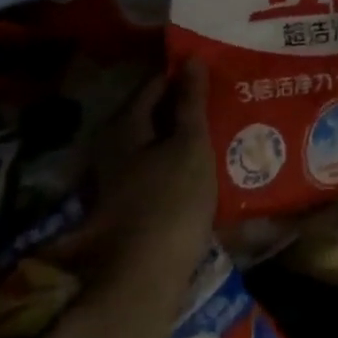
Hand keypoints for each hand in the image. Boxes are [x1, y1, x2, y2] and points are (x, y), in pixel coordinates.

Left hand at [43, 64, 216, 337]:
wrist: (145, 278)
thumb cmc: (172, 201)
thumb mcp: (190, 144)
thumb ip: (191, 101)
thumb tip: (190, 59)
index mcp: (125, 124)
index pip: (155, 82)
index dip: (185, 73)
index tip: (216, 69)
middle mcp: (113, 145)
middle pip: (153, 111)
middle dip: (185, 101)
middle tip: (224, 94)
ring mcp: (118, 175)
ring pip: (155, 138)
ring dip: (183, 130)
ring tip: (221, 123)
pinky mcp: (129, 200)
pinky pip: (157, 162)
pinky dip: (178, 154)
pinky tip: (204, 158)